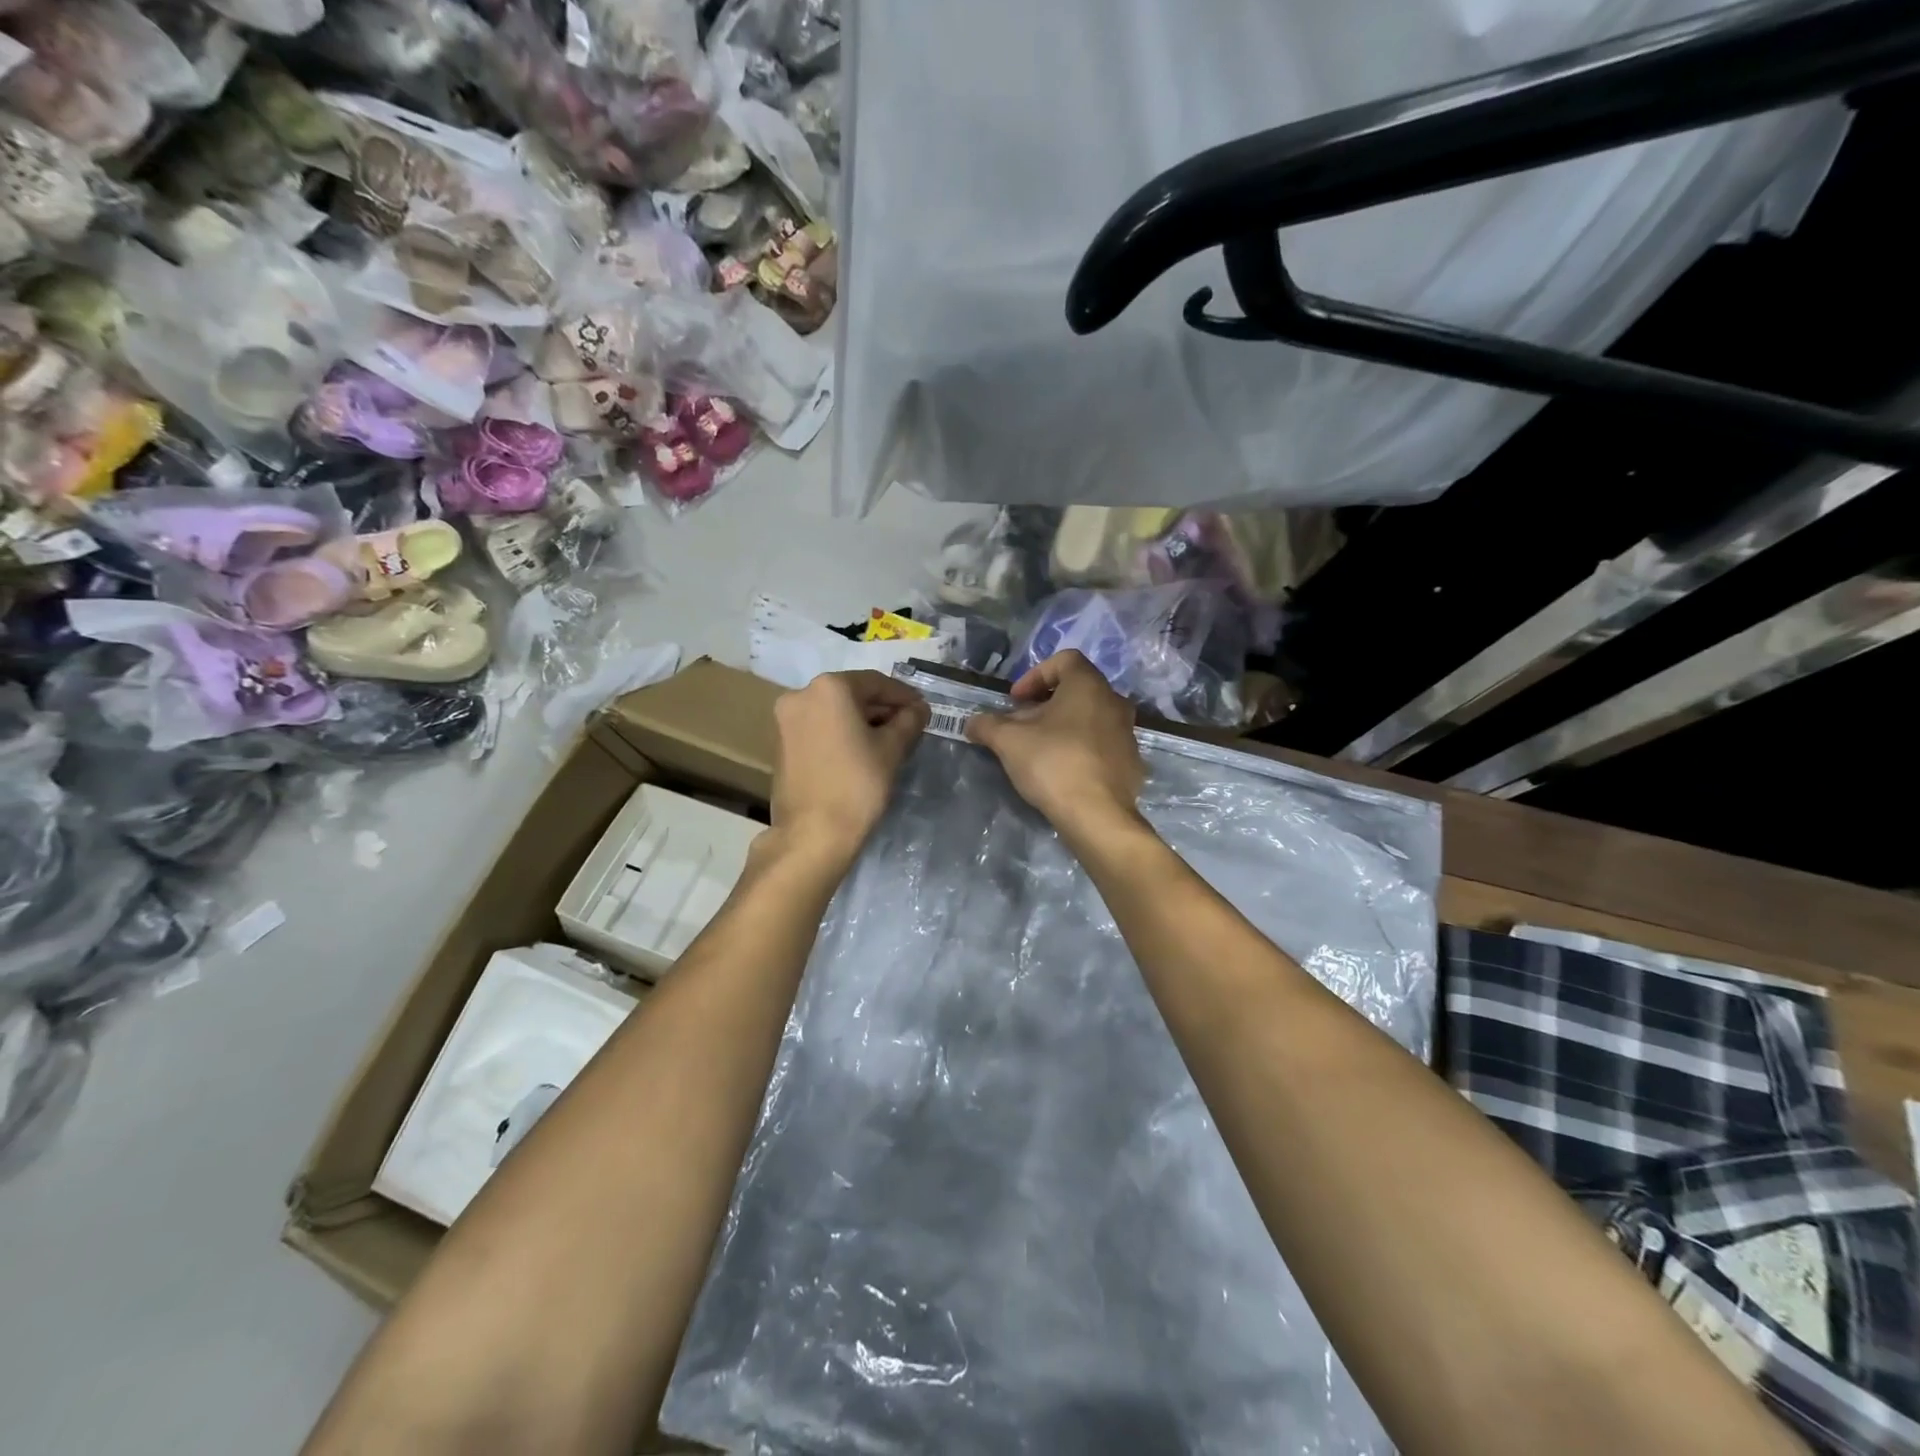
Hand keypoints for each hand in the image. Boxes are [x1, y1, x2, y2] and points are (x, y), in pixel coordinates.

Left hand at [770, 670, 930, 863]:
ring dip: (862, 721)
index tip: (923, 709)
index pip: (876, 682)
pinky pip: (820, 728)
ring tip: (890, 740)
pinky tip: (862, 751)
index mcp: (829, 688)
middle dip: (882, 708)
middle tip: (909, 725)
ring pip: (834, 711)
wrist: (812, 835)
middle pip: (852, 694)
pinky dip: (842, 733)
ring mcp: (786, 720)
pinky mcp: (782, 744)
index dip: (904, 695)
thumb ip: (908, 721)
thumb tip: (918, 709)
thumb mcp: (892, 749)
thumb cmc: (857, 785)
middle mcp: (801, 695)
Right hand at [966, 651, 1146, 845]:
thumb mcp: (1008, 741)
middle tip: (1022, 725)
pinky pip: (1102, 745)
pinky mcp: (1132, 763)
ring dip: (1064, 726)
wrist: (1097, 815)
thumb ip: (987, 725)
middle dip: (1045, 704)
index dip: (1034, 675)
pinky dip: (1081, 748)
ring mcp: (1128, 733)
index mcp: (1089, 685)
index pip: (1064, 660)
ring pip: (1091, 718)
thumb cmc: (1053, 763)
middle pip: (1077, 690)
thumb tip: (971, 723)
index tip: (1016, 701)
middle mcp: (1115, 702)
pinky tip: (1063, 771)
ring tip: (1040, 749)